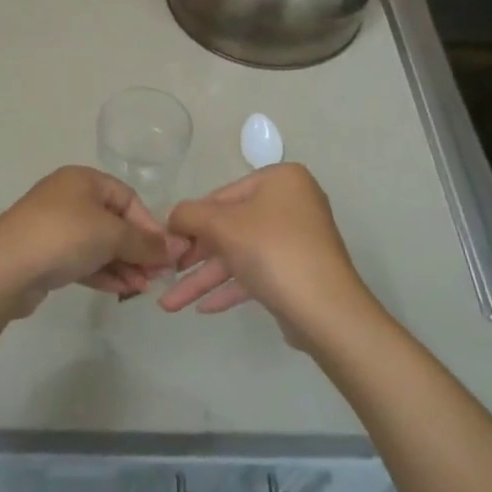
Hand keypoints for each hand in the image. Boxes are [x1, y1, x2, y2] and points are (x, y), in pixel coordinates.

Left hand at [0, 166, 183, 315]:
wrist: (4, 268)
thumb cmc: (63, 236)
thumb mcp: (111, 234)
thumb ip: (145, 242)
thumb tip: (176, 248)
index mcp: (83, 179)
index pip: (128, 198)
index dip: (149, 225)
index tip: (165, 254)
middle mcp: (68, 197)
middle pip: (114, 222)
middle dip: (138, 250)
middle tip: (155, 277)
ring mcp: (54, 227)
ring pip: (99, 244)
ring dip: (123, 265)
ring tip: (141, 289)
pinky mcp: (46, 254)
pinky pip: (82, 260)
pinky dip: (103, 272)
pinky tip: (121, 290)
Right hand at [161, 164, 376, 344]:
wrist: (326, 310)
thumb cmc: (272, 251)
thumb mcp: (222, 225)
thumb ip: (189, 214)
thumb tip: (173, 217)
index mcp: (280, 180)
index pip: (221, 195)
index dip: (190, 220)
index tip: (166, 243)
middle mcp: (291, 204)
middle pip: (229, 227)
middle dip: (195, 256)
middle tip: (165, 273)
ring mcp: (296, 240)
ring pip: (239, 255)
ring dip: (204, 279)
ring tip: (169, 305)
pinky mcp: (296, 272)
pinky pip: (255, 274)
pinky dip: (229, 288)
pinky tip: (202, 308)